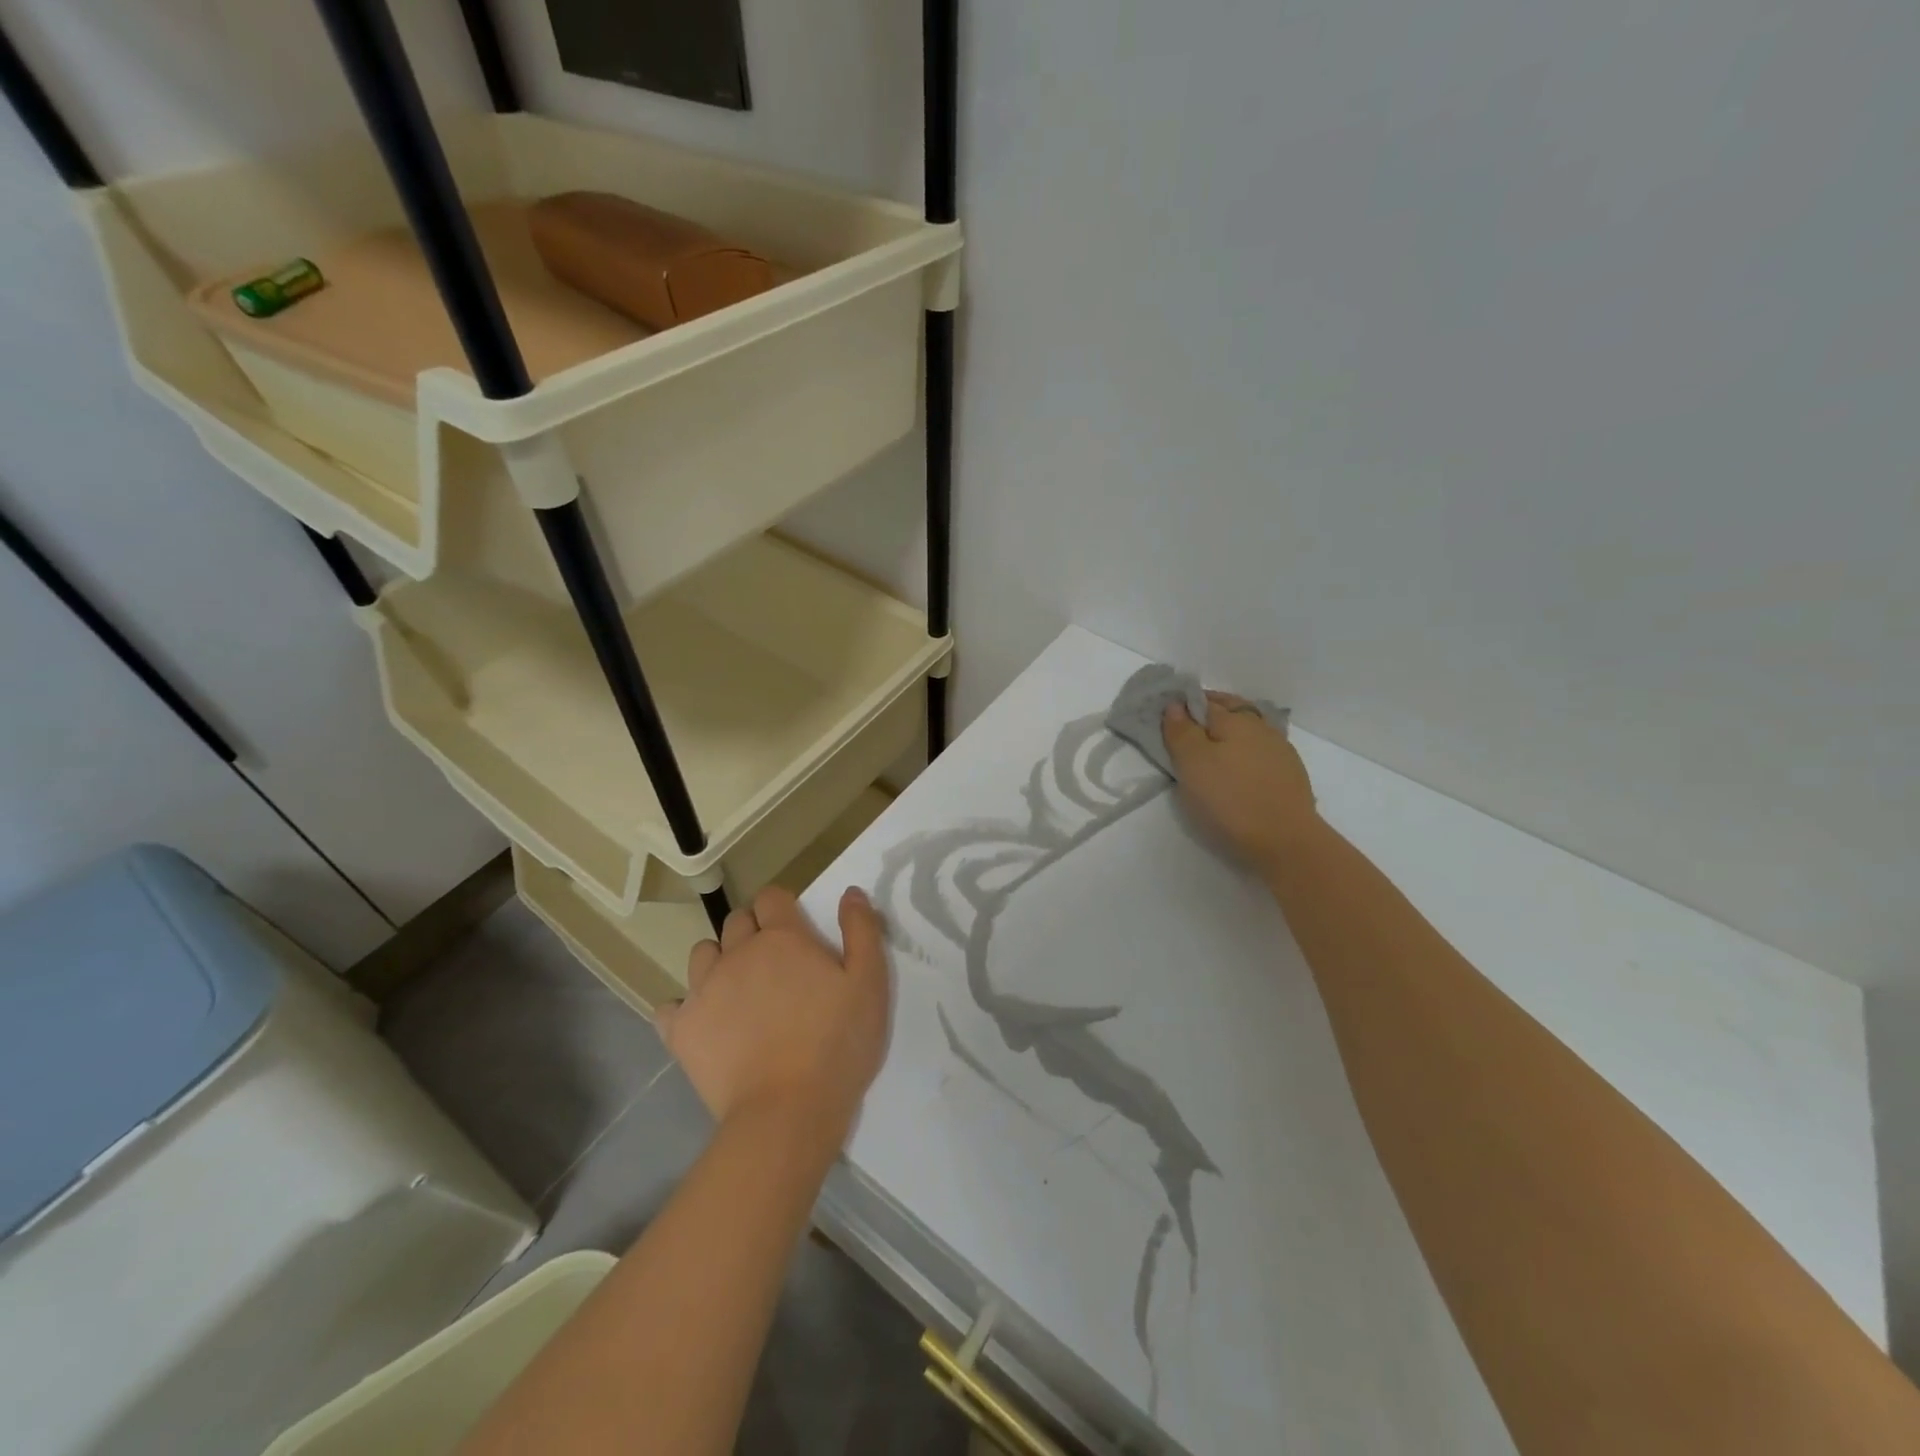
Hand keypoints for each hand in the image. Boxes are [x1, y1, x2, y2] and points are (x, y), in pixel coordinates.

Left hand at [658, 885, 889, 1143]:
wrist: (787, 1113)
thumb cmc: (838, 1044)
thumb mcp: (870, 984)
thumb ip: (862, 931)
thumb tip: (849, 892)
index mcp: (782, 938)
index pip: (771, 897)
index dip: (782, 907)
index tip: (795, 930)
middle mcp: (738, 953)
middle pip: (736, 921)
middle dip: (752, 931)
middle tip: (774, 964)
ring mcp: (704, 990)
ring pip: (702, 954)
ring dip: (719, 962)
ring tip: (739, 991)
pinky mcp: (681, 1030)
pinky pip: (669, 1006)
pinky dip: (684, 1009)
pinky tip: (704, 1024)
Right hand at [1163, 693, 1318, 872]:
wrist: (1286, 840)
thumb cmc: (1230, 798)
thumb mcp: (1192, 764)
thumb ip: (1181, 731)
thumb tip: (1175, 704)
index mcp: (1235, 719)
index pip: (1203, 700)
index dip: (1183, 704)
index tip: (1167, 717)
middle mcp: (1260, 726)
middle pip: (1230, 709)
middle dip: (1208, 712)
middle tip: (1186, 729)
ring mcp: (1280, 749)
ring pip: (1248, 729)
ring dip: (1229, 732)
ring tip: (1211, 750)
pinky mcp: (1290, 773)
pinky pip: (1260, 750)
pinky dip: (1245, 751)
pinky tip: (1238, 768)